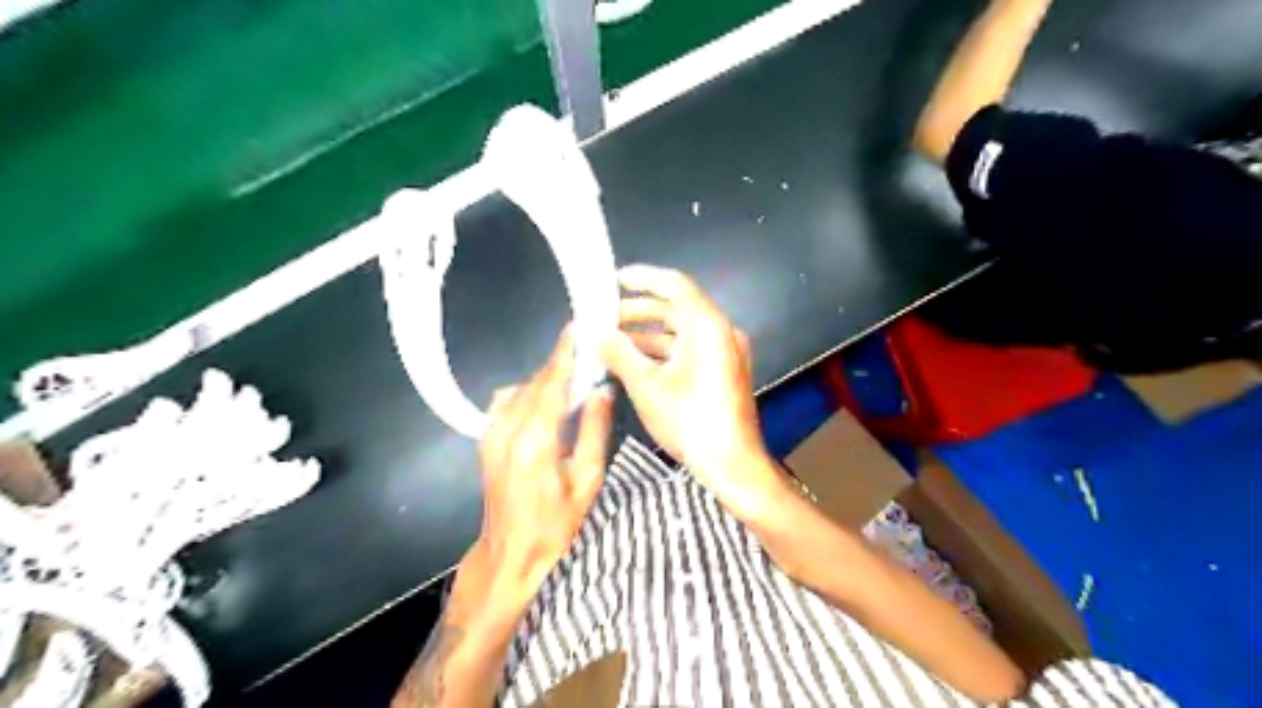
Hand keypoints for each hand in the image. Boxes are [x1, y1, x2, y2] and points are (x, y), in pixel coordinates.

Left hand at [477, 331, 614, 614]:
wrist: (509, 552)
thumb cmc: (555, 524)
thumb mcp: (587, 481)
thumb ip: (595, 431)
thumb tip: (602, 391)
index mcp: (535, 441)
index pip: (552, 385)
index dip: (565, 355)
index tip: (578, 329)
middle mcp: (507, 430)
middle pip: (535, 382)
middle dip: (559, 363)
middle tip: (585, 349)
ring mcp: (491, 433)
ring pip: (520, 389)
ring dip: (545, 378)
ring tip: (571, 376)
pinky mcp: (486, 439)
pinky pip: (507, 401)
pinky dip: (528, 391)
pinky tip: (545, 401)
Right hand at [598, 266, 786, 519]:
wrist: (732, 464)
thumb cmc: (690, 420)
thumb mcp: (646, 385)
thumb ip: (618, 352)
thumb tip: (594, 333)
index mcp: (707, 325)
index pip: (674, 284)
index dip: (643, 278)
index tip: (614, 280)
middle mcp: (720, 331)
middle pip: (676, 308)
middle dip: (638, 311)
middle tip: (603, 318)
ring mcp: (725, 353)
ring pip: (681, 331)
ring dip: (647, 334)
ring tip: (612, 341)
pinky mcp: (723, 372)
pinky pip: (690, 350)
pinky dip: (663, 351)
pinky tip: (635, 362)